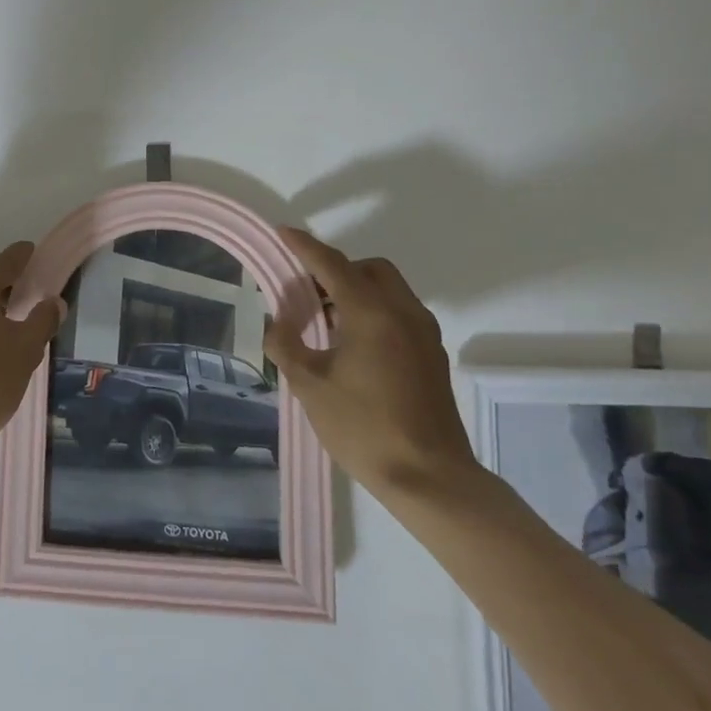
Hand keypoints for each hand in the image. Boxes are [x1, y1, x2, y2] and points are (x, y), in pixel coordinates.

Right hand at [264, 228, 478, 500]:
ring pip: (389, 290)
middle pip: (370, 269)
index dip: (305, 246)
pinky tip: (354, 345)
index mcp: (372, 313)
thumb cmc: (363, 427)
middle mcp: (403, 313)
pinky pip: (400, 313)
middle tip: (308, 292)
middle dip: (337, 269)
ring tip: (327, 321)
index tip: (284, 232)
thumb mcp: (309, 385)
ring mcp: (424, 335)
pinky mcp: (432, 356)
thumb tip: (278, 323)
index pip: (333, 264)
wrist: (430, 478)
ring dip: (357, 291)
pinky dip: (375, 311)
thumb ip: (287, 346)